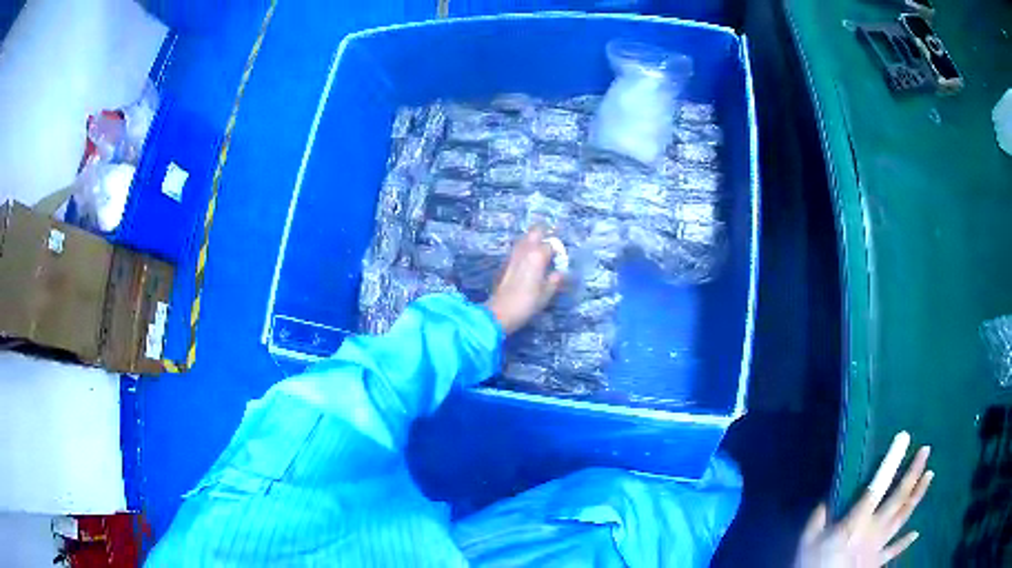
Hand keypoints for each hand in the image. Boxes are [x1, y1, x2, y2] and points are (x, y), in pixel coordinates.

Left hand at [485, 227, 563, 333]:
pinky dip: (526, 248)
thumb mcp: (546, 294)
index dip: (558, 251)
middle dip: (545, 234)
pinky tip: (530, 261)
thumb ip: (554, 280)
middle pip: (535, 231)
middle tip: (552, 244)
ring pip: (525, 238)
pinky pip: (518, 248)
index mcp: (537, 256)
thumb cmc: (527, 303)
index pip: (551, 245)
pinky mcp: (506, 262)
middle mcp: (525, 250)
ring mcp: (513, 255)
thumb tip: (559, 273)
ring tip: (542, 252)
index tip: (561, 259)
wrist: (500, 311)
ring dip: (534, 240)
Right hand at [794, 432, 933, 566]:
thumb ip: (818, 519)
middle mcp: (874, 530)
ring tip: (930, 475)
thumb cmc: (813, 565)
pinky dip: (905, 541)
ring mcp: (879, 547)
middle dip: (913, 473)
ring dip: (917, 496)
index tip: (904, 437)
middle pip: (898, 498)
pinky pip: (894, 551)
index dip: (892, 461)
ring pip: (903, 518)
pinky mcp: (877, 563)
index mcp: (856, 522)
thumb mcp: (807, 542)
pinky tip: (916, 532)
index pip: (877, 486)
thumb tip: (827, 499)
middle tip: (926, 450)